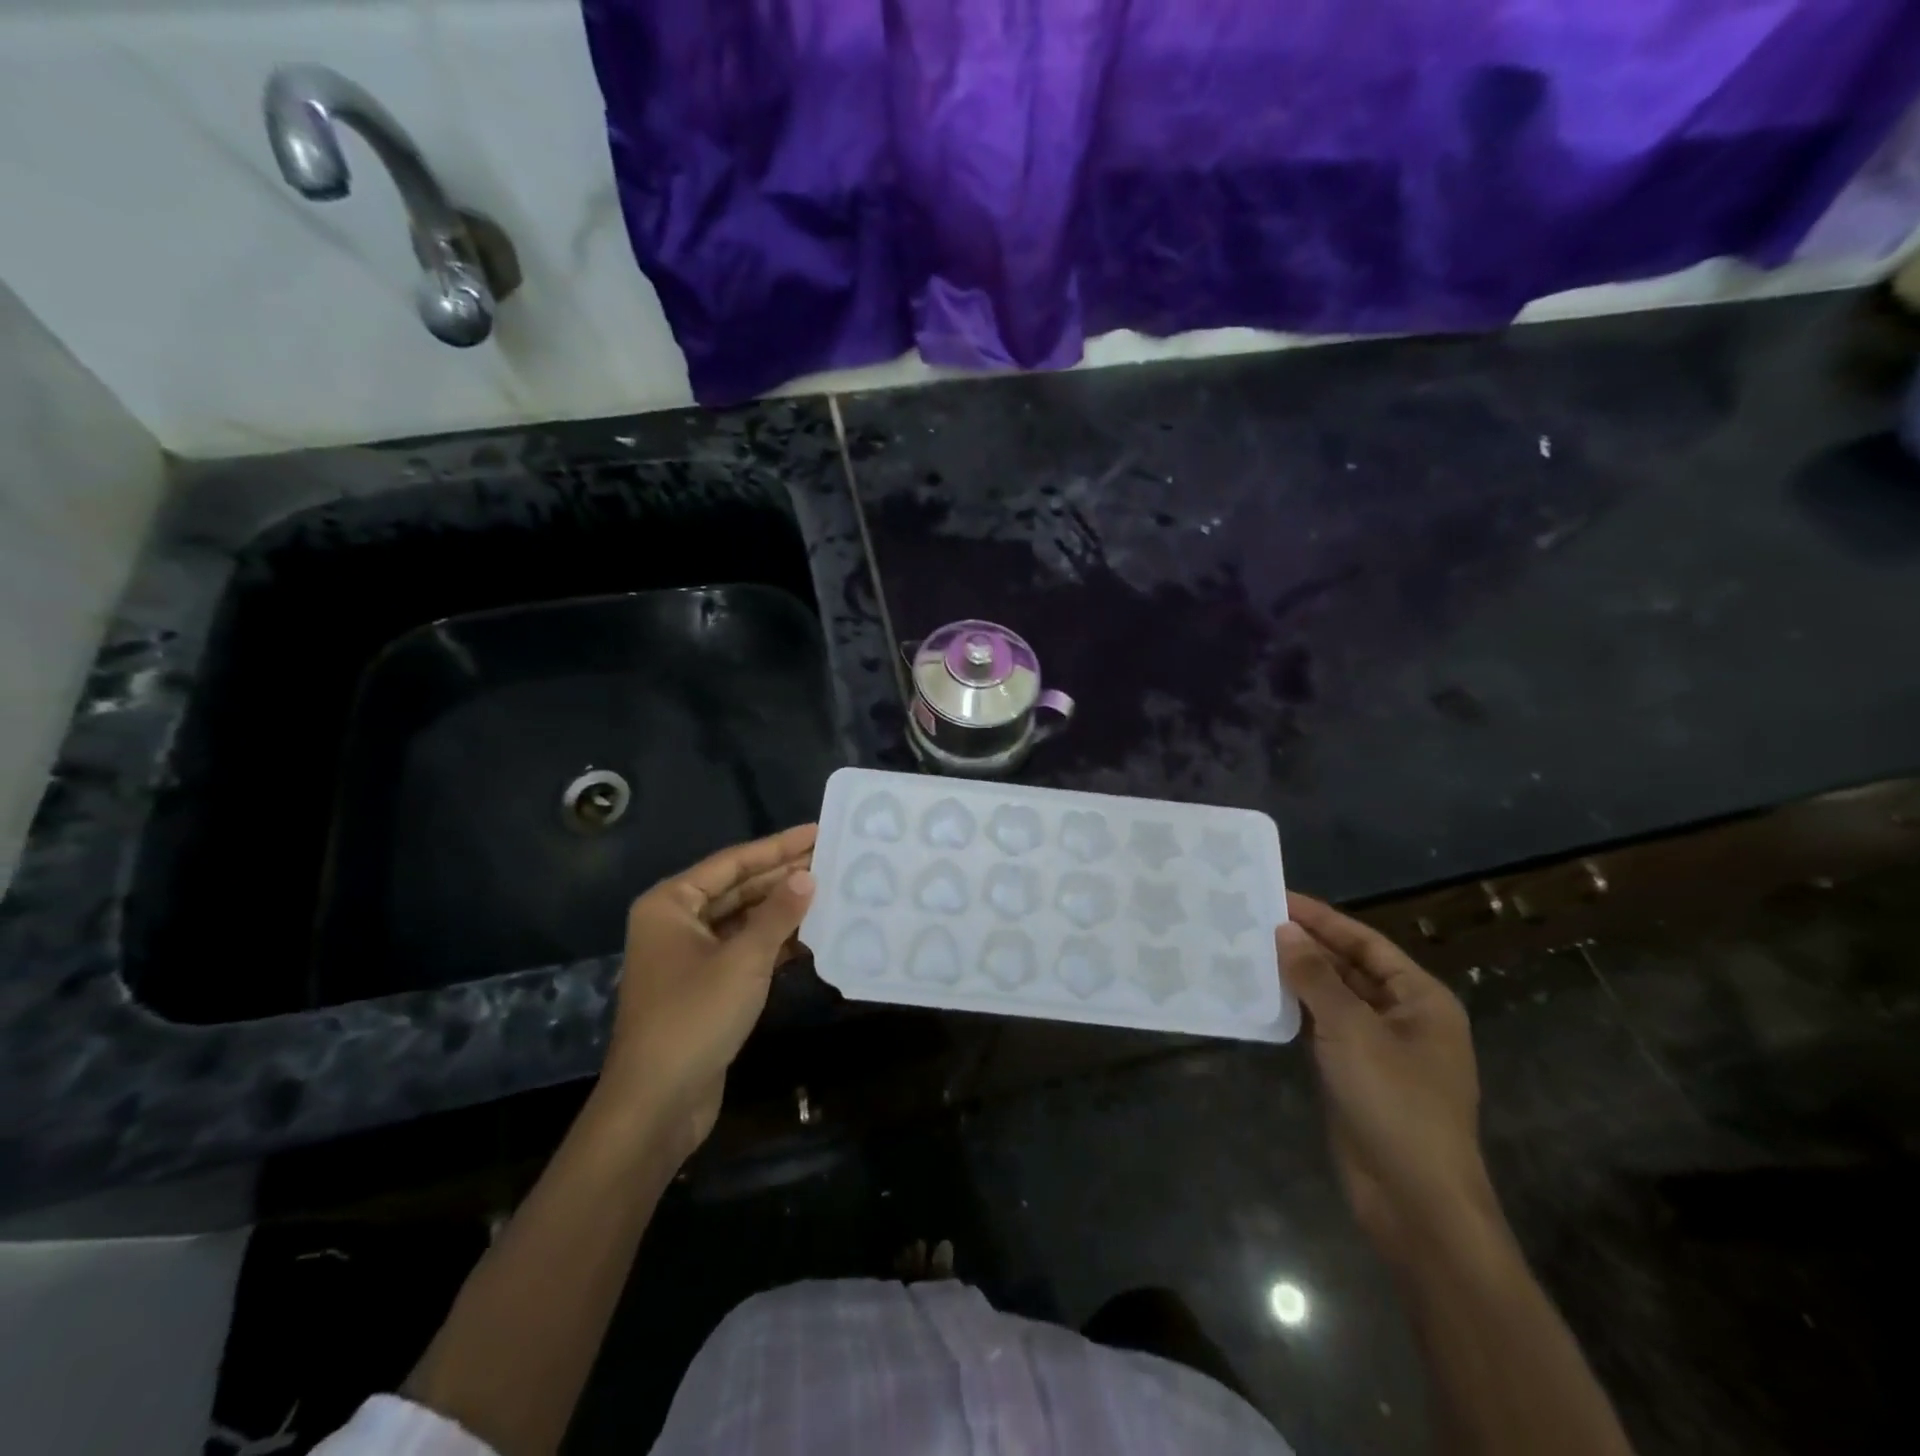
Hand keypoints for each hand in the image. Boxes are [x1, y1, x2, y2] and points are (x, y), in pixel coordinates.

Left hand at [600, 824, 817, 1159]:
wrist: (657, 1104)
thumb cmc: (694, 1018)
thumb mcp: (744, 959)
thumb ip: (778, 913)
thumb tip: (808, 875)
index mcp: (671, 904)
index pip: (733, 863)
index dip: (778, 846)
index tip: (818, 831)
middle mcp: (676, 923)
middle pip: (738, 889)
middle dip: (783, 877)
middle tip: (832, 859)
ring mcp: (690, 957)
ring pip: (744, 921)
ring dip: (782, 911)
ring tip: (830, 891)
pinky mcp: (705, 987)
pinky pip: (744, 951)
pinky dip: (775, 943)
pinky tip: (811, 935)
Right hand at [1278, 893, 1495, 1264]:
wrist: (1414, 1201)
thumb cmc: (1395, 1103)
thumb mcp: (1353, 1029)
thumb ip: (1316, 976)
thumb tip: (1285, 930)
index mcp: (1421, 998)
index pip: (1366, 942)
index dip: (1322, 918)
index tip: (1277, 896)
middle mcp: (1403, 1017)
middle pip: (1349, 967)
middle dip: (1306, 945)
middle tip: (1253, 920)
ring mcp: (1379, 1048)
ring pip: (1332, 998)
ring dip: (1297, 976)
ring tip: (1249, 950)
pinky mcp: (1354, 1074)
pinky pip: (1322, 1028)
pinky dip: (1296, 1010)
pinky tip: (1261, 995)